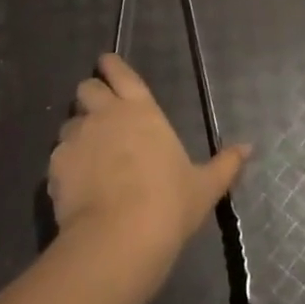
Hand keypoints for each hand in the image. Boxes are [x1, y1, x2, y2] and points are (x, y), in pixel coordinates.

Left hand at [48, 54, 249, 272]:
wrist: (119, 238)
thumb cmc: (168, 204)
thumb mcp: (205, 187)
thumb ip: (226, 164)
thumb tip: (249, 147)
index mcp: (141, 109)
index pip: (119, 71)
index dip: (110, 65)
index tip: (107, 66)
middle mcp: (105, 113)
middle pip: (86, 88)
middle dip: (90, 96)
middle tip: (100, 115)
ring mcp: (77, 136)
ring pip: (69, 121)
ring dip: (77, 132)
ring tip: (87, 156)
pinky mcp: (56, 164)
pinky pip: (57, 155)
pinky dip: (65, 163)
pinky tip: (75, 184)